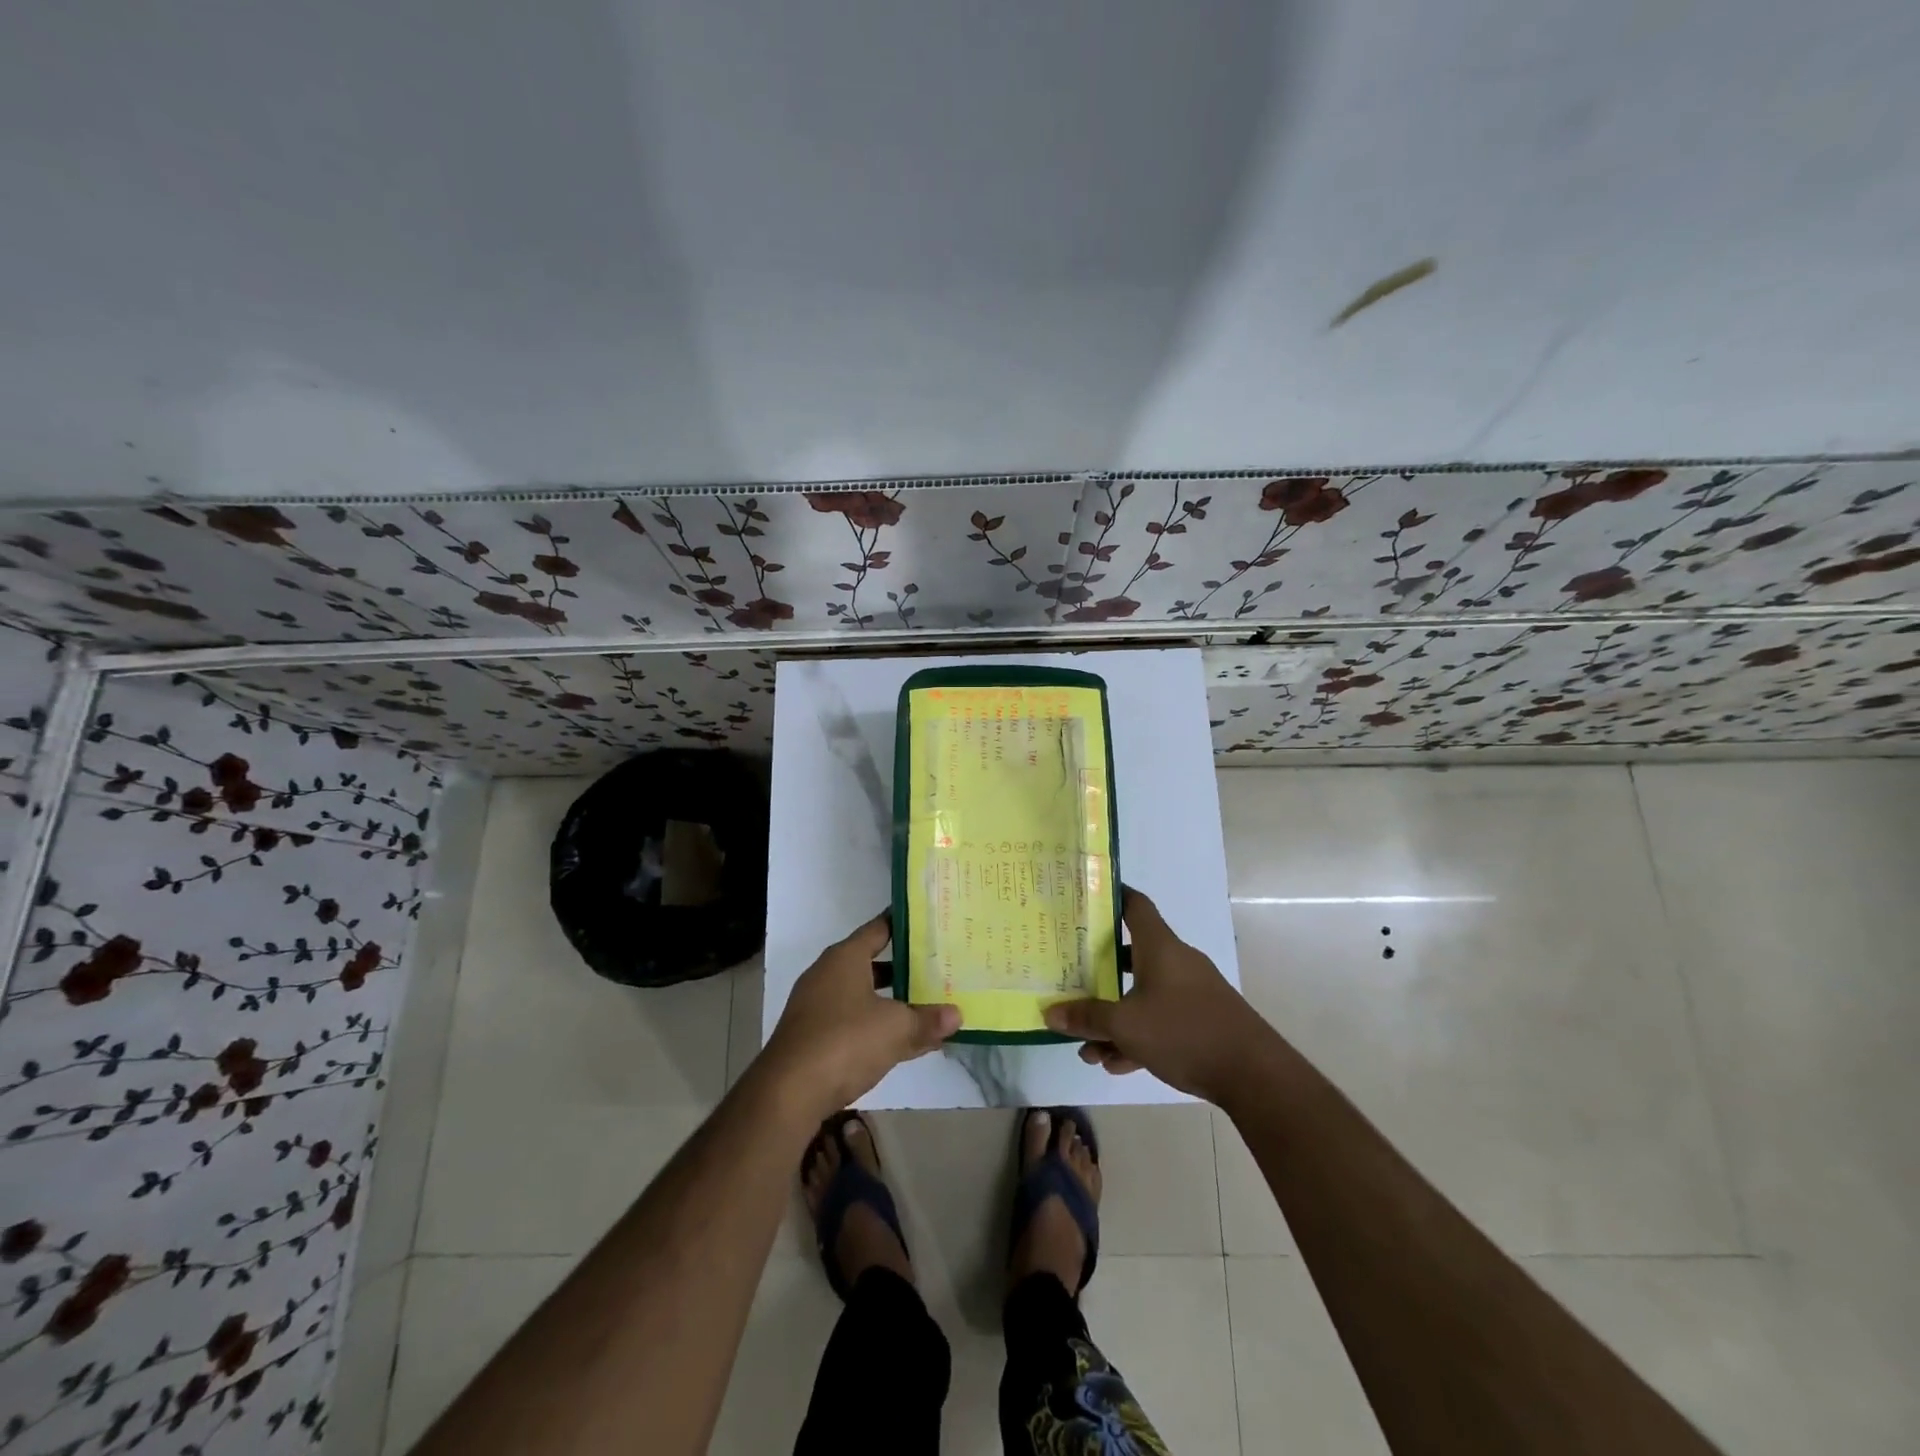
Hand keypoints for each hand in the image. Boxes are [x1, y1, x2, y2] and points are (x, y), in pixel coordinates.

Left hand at [761, 913, 960, 1118]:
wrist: (788, 1093)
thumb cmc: (845, 1041)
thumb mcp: (896, 1028)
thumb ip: (927, 1020)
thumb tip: (957, 1015)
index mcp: (845, 958)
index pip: (879, 929)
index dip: (904, 924)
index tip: (930, 922)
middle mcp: (828, 975)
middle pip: (872, 962)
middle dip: (904, 967)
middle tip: (938, 967)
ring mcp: (818, 1007)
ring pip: (864, 995)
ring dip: (892, 1002)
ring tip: (928, 1006)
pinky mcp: (814, 1038)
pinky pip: (854, 1023)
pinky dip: (878, 1028)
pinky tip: (906, 1043)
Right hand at [1044, 889, 1269, 1102]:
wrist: (1254, 1074)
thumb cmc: (1185, 1031)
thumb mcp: (1126, 1026)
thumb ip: (1087, 1018)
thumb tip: (1049, 1013)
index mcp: (1160, 947)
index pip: (1134, 905)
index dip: (1110, 896)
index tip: (1084, 897)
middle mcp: (1176, 961)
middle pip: (1130, 955)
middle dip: (1099, 974)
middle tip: (1070, 980)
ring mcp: (1191, 992)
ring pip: (1142, 994)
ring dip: (1115, 1018)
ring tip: (1089, 1049)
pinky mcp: (1201, 1020)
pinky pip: (1160, 1018)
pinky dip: (1138, 1035)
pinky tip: (1116, 1064)